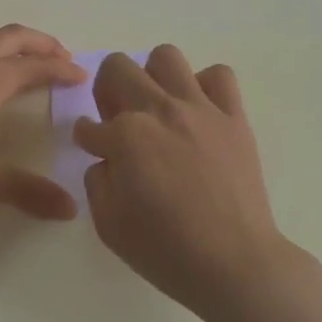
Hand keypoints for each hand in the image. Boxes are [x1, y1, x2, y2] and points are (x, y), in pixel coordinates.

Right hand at [74, 46, 285, 318]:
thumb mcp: (109, 226)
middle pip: (118, 68)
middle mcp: (160, 110)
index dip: (87, 139)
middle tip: (117, 118)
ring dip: (152, 76)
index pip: (89, 126)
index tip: (94, 149)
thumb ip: (97, 181)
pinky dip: (204, 86)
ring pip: (166, 57)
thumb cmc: (166, 251)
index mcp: (125, 136)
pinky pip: (219, 76)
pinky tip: (199, 112)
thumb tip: (107, 160)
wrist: (234, 264)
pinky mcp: (233, 116)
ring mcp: (200, 109)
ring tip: (157, 105)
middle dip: (107, 90)